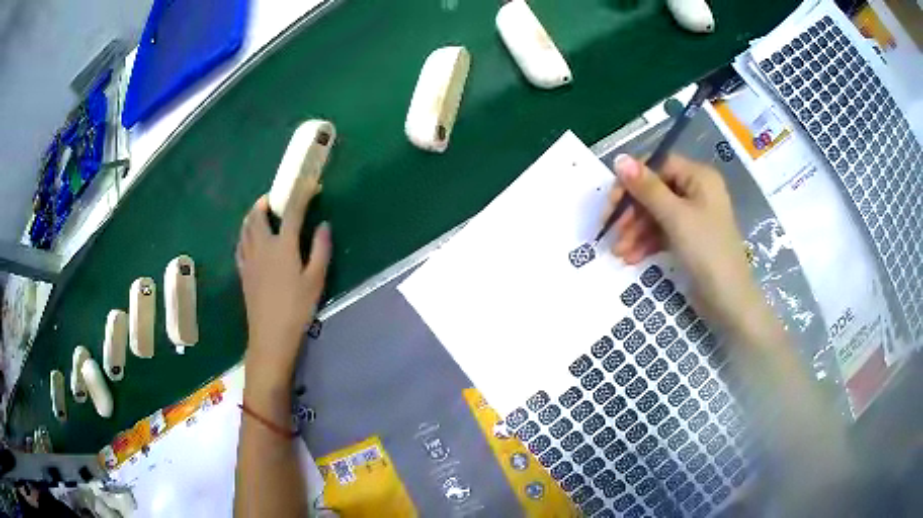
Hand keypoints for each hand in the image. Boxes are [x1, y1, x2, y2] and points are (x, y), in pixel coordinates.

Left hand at [236, 176, 331, 378]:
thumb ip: (320, 249)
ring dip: (252, 215)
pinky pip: (240, 244)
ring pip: (245, 228)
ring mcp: (249, 259)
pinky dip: (245, 233)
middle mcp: (262, 247)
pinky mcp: (243, 271)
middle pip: (257, 216)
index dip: (301, 196)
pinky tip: (249, 238)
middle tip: (275, 199)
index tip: (310, 186)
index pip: (291, 212)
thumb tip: (323, 225)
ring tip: (261, 213)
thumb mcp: (316, 280)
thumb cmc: (297, 308)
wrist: (271, 335)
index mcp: (283, 246)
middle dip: (265, 202)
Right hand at [605, 154, 761, 330]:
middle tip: (611, 232)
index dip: (632, 181)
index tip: (612, 203)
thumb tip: (619, 159)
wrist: (729, 301)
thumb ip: (647, 188)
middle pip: (654, 191)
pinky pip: (662, 231)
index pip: (657, 165)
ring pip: (656, 214)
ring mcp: (693, 216)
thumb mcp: (675, 217)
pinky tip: (631, 257)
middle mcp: (696, 191)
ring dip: (635, 231)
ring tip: (618, 252)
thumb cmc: (707, 252)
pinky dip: (646, 242)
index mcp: (698, 177)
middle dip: (632, 213)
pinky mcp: (689, 238)